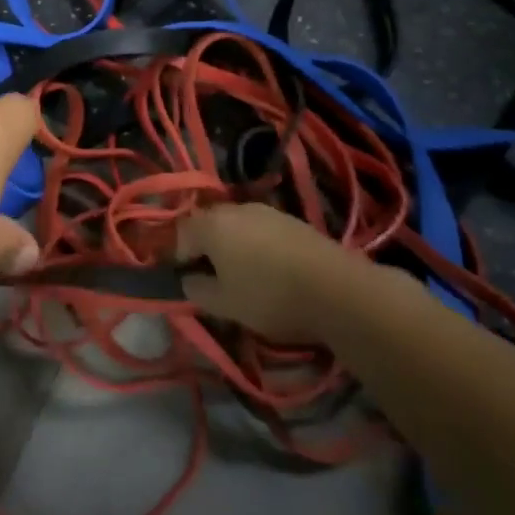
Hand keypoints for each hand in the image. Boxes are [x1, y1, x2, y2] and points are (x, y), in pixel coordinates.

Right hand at [175, 203, 354, 342]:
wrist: (339, 290)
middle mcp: (235, 208)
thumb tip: (189, 280)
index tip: (182, 277)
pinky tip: (268, 268)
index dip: (175, 255)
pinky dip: (256, 245)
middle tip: (209, 275)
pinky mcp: (292, 220)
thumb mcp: (225, 305)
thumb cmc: (270, 296)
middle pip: (207, 223)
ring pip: (235, 225)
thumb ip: (198, 291)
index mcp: (210, 225)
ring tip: (240, 273)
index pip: (179, 233)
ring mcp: (266, 211)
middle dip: (203, 246)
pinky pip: (260, 229)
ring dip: (231, 244)